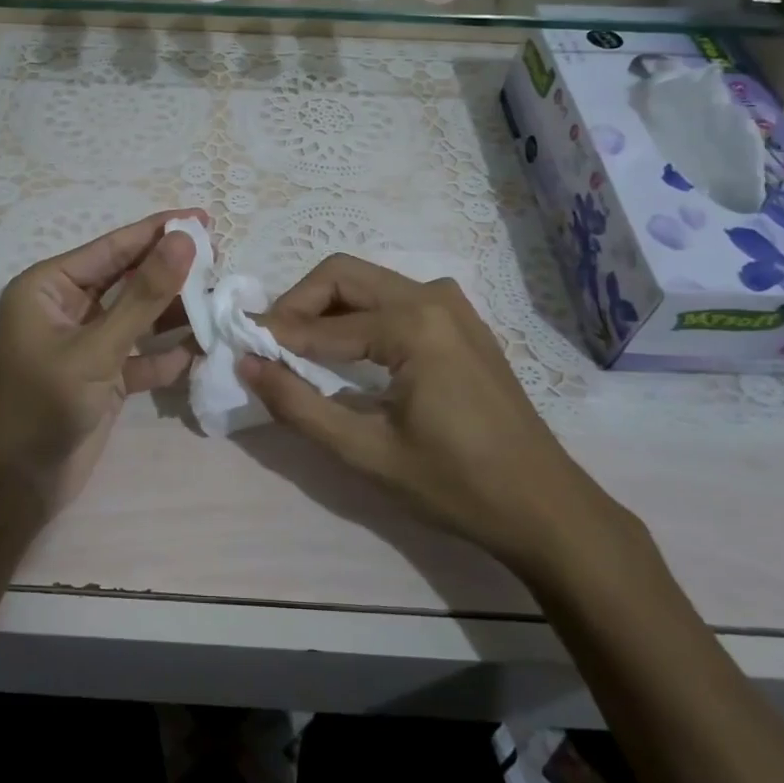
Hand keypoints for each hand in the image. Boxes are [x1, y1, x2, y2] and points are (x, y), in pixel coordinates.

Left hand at [0, 209, 203, 508]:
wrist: (15, 486)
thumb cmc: (43, 405)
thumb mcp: (97, 347)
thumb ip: (144, 295)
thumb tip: (184, 240)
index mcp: (50, 287)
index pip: (112, 248)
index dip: (158, 231)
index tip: (204, 218)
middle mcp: (68, 308)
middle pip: (128, 278)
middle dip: (172, 271)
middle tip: (222, 258)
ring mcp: (87, 344)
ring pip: (139, 316)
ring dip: (175, 312)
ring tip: (221, 300)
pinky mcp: (103, 377)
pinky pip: (141, 355)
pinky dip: (167, 353)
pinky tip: (201, 350)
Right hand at [240, 255, 636, 585]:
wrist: (544, 507)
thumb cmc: (456, 485)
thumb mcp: (366, 452)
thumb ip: (298, 405)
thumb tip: (246, 364)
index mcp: (413, 324)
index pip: (322, 322)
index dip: (274, 335)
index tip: (238, 347)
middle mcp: (432, 296)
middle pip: (343, 275)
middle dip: (298, 305)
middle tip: (269, 346)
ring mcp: (452, 304)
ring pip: (368, 283)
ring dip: (326, 309)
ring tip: (299, 353)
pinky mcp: (460, 321)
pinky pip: (394, 300)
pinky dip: (358, 317)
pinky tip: (347, 356)